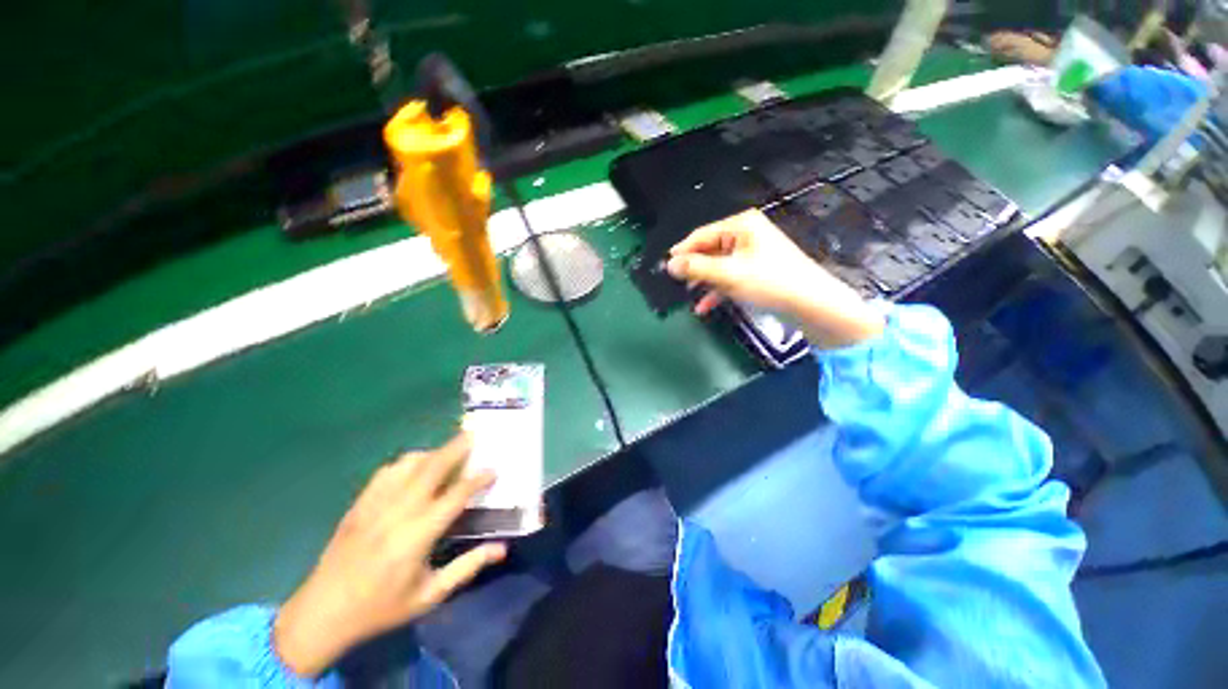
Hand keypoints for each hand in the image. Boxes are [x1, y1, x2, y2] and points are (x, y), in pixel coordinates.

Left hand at [273, 434, 505, 676]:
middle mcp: (398, 512)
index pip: (456, 496)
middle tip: (474, 434)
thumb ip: (467, 567)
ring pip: (409, 464)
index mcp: (417, 536)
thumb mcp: (430, 596)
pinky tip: (415, 466)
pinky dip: (406, 462)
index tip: (493, 470)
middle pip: (432, 468)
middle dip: (456, 448)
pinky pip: (386, 471)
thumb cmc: (381, 607)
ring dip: (433, 452)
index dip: (478, 479)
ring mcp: (375, 504)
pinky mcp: (359, 504)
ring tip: (448, 451)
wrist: (322, 613)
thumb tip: (502, 548)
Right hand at [667, 209, 883, 348]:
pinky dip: (717, 290)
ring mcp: (752, 254)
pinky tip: (704, 307)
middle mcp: (746, 235)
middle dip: (693, 269)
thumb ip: (697, 268)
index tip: (664, 267)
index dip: (682, 251)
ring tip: (687, 296)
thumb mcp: (729, 274)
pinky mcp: (756, 272)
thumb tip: (669, 264)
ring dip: (703, 282)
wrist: (811, 305)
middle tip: (674, 284)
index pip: (702, 234)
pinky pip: (729, 277)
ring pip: (718, 266)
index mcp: (741, 226)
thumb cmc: (770, 282)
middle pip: (709, 250)